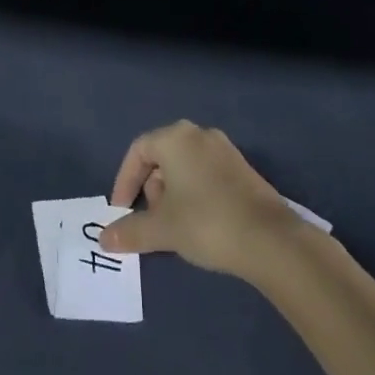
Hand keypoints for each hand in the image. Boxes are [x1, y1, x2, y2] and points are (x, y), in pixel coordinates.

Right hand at [99, 120, 300, 275]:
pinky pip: (206, 174)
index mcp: (175, 137)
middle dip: (150, 188)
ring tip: (174, 226)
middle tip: (151, 220)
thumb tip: (103, 240)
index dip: (125, 181)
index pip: (138, 151)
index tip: (122, 210)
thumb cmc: (206, 222)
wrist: (270, 240)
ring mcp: (225, 150)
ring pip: (185, 166)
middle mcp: (199, 134)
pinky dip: (194, 194)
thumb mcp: (162, 229)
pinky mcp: (243, 170)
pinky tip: (200, 224)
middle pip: (162, 156)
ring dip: (172, 193)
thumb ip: (130, 231)